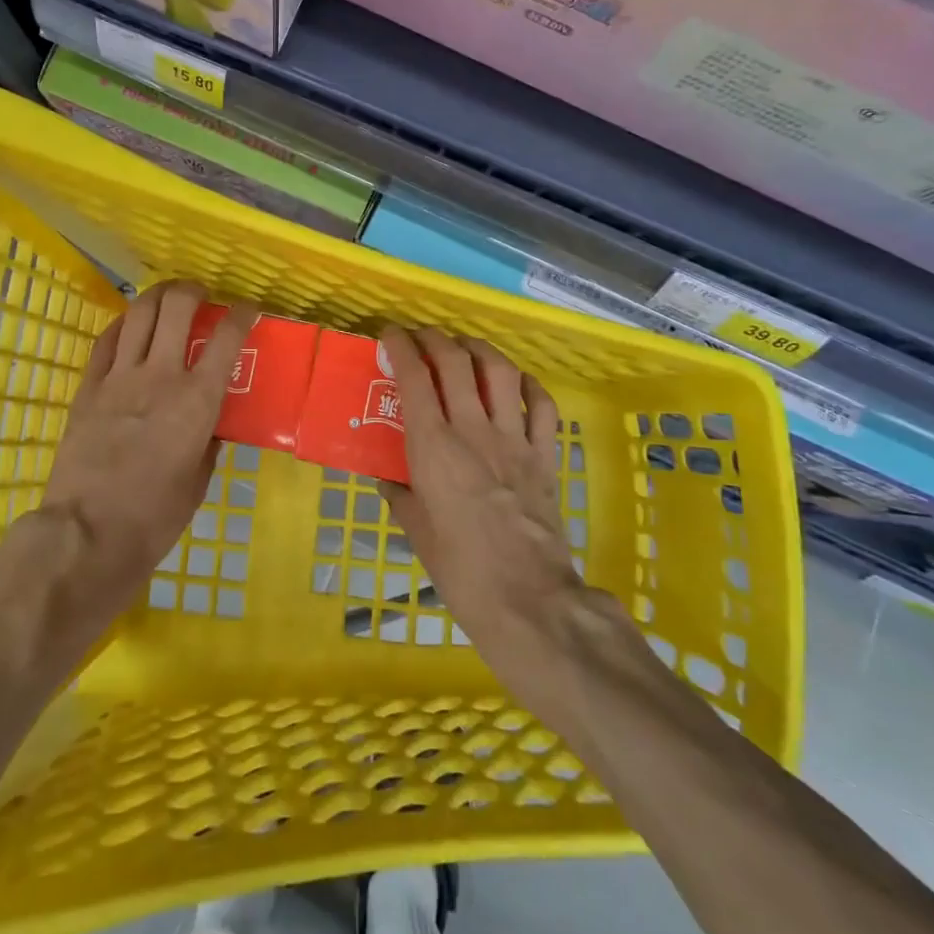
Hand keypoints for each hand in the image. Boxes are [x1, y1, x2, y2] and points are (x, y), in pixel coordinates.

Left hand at [39, 281, 256, 621]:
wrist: (89, 531)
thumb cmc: (155, 516)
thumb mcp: (199, 480)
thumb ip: (208, 441)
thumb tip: (209, 423)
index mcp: (197, 400)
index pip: (227, 338)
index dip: (242, 314)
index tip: (248, 308)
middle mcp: (161, 375)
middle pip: (177, 308)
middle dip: (193, 291)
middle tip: (201, 296)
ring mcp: (120, 377)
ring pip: (139, 313)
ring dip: (157, 296)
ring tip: (167, 297)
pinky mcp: (88, 387)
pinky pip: (106, 341)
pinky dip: (122, 324)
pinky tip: (129, 324)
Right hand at [377, 327, 585, 677]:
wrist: (527, 599)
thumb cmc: (460, 569)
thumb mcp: (416, 531)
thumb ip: (399, 495)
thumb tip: (388, 478)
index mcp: (434, 447)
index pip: (414, 378)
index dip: (400, 347)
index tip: (390, 334)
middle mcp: (473, 430)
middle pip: (455, 362)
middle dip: (435, 338)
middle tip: (422, 335)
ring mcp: (514, 439)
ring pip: (500, 372)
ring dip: (480, 349)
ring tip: (466, 346)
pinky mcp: (545, 455)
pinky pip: (542, 406)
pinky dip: (529, 385)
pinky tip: (518, 382)